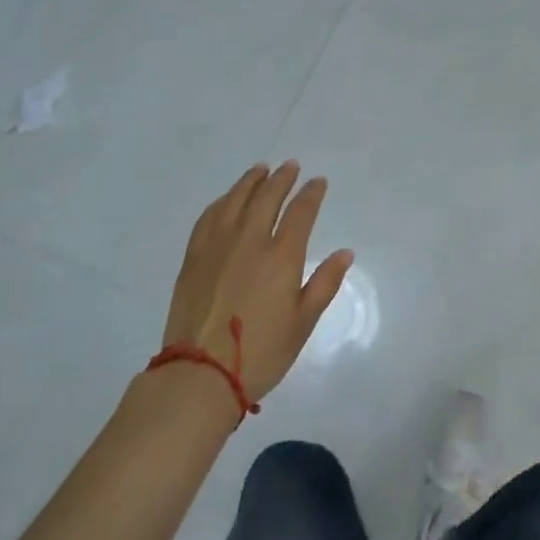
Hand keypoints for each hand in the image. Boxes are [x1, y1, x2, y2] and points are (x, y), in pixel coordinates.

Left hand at [160, 162, 353, 402]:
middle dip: (282, 178)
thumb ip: (325, 283)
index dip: (312, 193)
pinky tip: (227, 199)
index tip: (318, 182)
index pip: (301, 211)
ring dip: (251, 181)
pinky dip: (222, 201)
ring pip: (235, 200)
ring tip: (261, 170)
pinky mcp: (194, 257)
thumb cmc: (261, 352)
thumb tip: (345, 253)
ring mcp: (218, 246)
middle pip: (267, 197)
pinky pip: (209, 217)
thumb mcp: (303, 322)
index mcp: (282, 256)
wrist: (200, 373)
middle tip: (291, 166)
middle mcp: (250, 241)